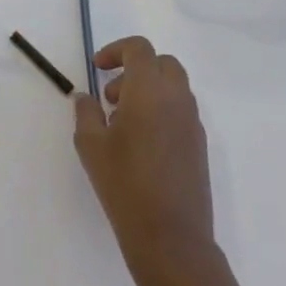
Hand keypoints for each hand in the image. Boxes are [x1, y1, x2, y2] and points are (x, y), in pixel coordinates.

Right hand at [73, 36, 214, 264]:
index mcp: (149, 90)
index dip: (115, 51)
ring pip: (173, 86)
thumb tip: (86, 97)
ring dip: (148, 89)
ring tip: (122, 122)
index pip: (139, 48)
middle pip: (161, 62)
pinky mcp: (199, 144)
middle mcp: (176, 98)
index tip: (97, 69)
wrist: (170, 236)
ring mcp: (192, 121)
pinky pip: (180, 109)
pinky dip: (161, 109)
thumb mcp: (91, 145)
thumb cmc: (124, 184)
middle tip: (111, 95)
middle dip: (135, 68)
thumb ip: (86, 112)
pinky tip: (141, 143)